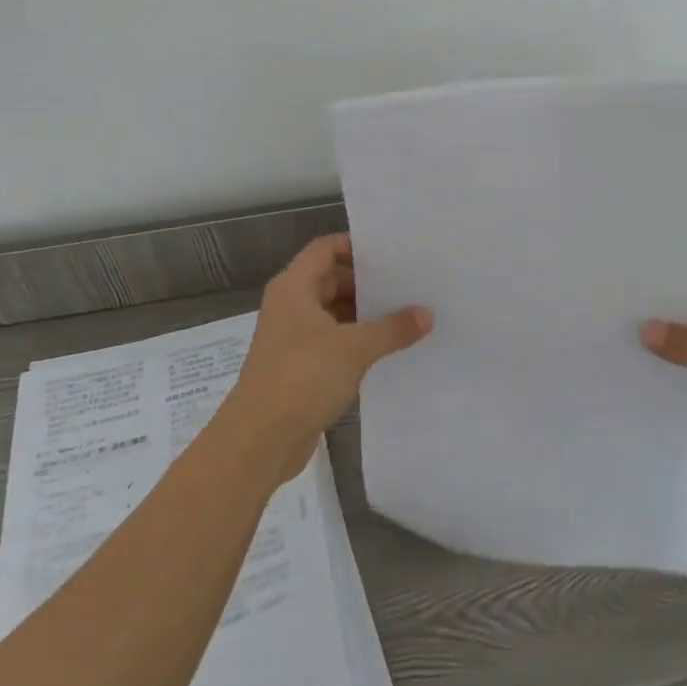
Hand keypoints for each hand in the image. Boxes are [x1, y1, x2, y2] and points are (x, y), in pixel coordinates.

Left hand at [230, 234, 432, 479]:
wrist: (259, 440)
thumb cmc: (302, 377)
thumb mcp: (354, 348)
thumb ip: (392, 328)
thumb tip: (427, 314)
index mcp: (294, 287)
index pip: (326, 248)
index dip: (356, 245)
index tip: (393, 252)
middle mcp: (290, 306)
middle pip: (331, 280)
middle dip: (367, 283)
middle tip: (409, 284)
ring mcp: (293, 338)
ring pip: (333, 314)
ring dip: (364, 315)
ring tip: (407, 315)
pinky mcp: (299, 368)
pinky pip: (333, 343)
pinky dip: (356, 342)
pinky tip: (388, 350)